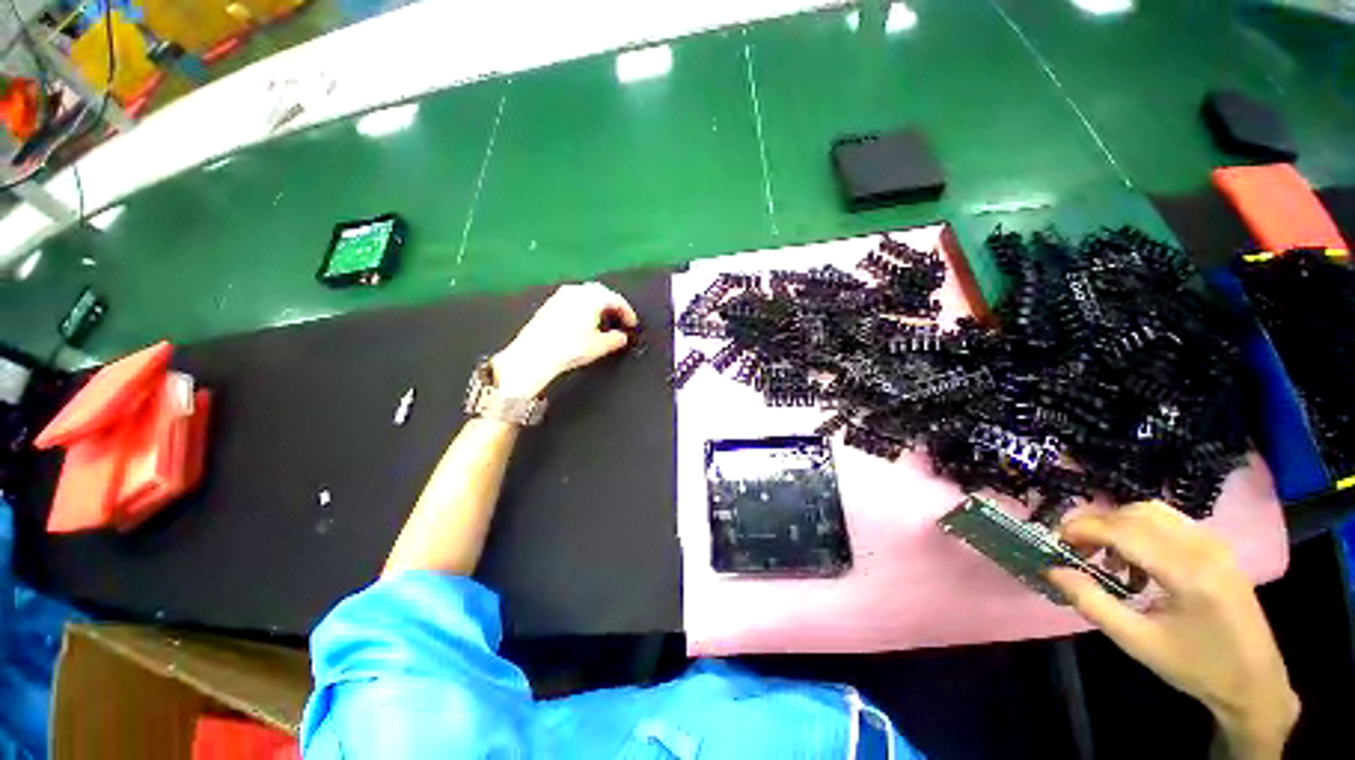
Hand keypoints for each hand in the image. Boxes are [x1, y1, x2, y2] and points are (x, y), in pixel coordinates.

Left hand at [490, 282, 637, 397]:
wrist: (534, 354)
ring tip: (603, 321)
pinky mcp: (549, 304)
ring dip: (597, 305)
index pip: (617, 300)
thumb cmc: (569, 348)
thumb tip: (622, 337)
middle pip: (601, 292)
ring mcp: (561, 296)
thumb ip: (616, 339)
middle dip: (612, 305)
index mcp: (592, 297)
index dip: (628, 312)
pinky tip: (583, 323)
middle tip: (619, 319)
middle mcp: (577, 291)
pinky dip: (583, 307)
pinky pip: (573, 300)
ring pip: (586, 295)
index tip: (632, 324)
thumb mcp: (599, 347)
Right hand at [1049, 501, 1298, 758]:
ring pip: (1153, 512)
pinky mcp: (1218, 548)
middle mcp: (1203, 548)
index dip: (1083, 528)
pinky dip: (1142, 530)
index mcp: (1187, 573)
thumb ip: (1092, 603)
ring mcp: (1215, 544)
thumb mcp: (1137, 643)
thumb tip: (1052, 570)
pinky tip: (1138, 562)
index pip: (1125, 530)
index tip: (1056, 540)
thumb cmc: (1194, 666)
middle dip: (1098, 524)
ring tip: (1107, 557)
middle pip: (1137, 513)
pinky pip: (1171, 522)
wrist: (1253, 682)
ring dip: (1119, 525)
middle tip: (1076, 550)